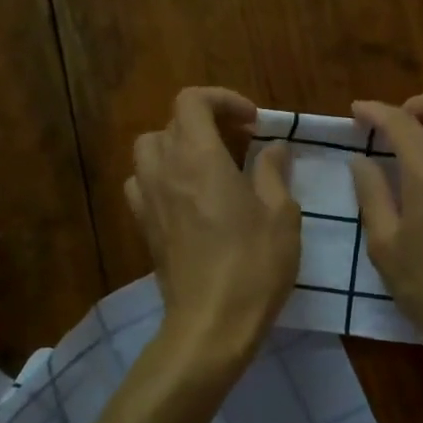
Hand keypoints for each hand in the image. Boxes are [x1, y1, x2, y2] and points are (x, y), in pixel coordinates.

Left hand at [126, 87, 300, 361]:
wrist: (211, 323)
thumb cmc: (254, 265)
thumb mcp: (281, 214)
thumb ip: (273, 172)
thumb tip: (274, 147)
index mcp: (200, 158)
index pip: (192, 101)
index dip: (223, 100)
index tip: (253, 123)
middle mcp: (166, 170)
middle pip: (170, 122)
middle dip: (205, 121)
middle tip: (239, 141)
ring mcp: (148, 200)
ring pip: (150, 150)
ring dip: (178, 145)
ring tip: (209, 165)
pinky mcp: (144, 227)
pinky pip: (142, 184)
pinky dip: (162, 177)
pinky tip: (187, 197)